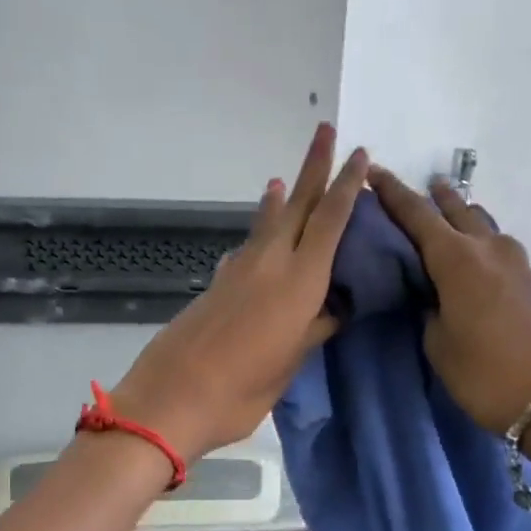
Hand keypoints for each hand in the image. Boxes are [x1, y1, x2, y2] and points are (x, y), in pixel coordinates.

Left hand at [113, 125, 367, 460]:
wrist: (171, 399)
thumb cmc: (240, 391)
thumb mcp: (289, 364)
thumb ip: (313, 330)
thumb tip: (333, 309)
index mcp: (299, 281)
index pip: (330, 221)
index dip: (346, 187)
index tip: (359, 155)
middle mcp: (270, 264)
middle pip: (297, 205)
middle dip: (313, 167)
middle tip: (325, 131)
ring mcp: (238, 272)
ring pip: (266, 224)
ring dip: (280, 199)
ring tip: (283, 181)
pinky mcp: (216, 286)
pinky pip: (245, 249)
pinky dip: (257, 236)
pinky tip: (258, 242)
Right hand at [368, 165, 530, 434]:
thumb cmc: (486, 375)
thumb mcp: (439, 346)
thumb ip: (430, 312)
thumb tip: (434, 297)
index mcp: (457, 260)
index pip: (417, 216)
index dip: (393, 194)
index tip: (375, 173)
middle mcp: (490, 250)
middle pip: (459, 211)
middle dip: (436, 198)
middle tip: (420, 188)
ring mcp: (520, 265)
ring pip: (485, 228)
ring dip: (465, 218)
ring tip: (450, 216)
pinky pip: (501, 252)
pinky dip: (483, 246)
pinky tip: (479, 262)